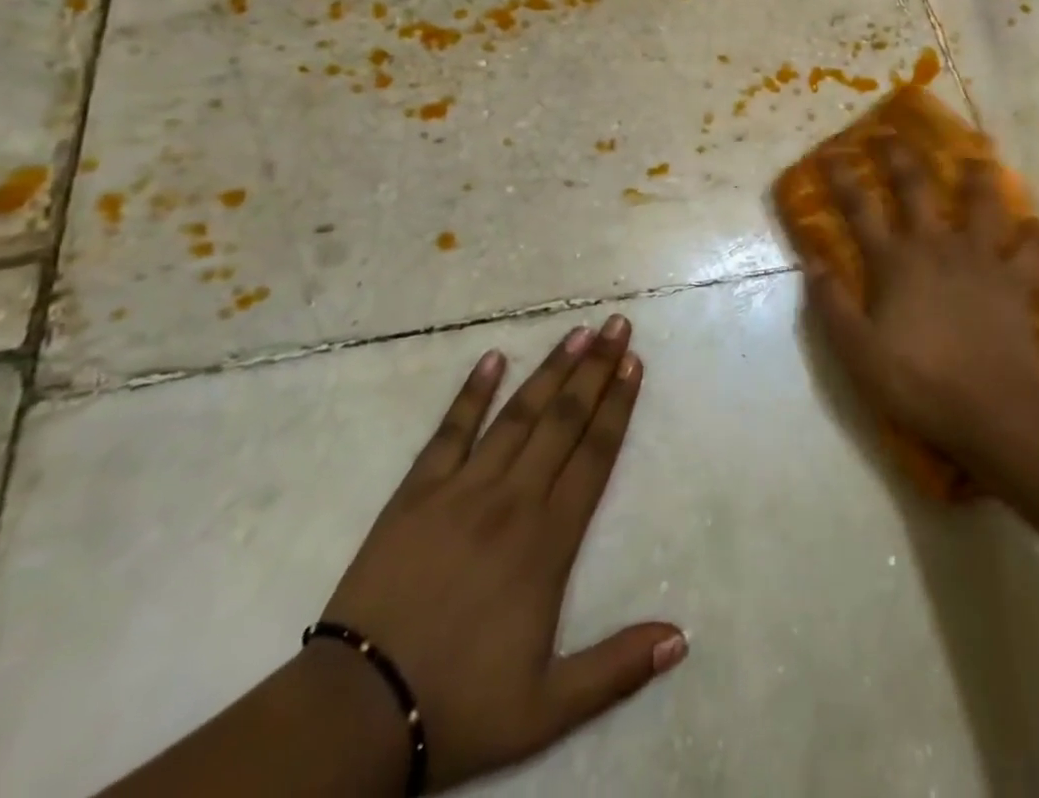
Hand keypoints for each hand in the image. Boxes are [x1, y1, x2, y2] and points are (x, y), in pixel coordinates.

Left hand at [320, 315, 685, 791]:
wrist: (357, 713)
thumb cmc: (460, 703)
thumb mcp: (548, 707)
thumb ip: (617, 669)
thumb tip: (682, 638)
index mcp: (549, 540)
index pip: (594, 454)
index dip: (618, 406)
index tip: (635, 364)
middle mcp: (513, 499)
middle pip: (564, 420)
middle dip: (596, 369)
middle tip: (618, 325)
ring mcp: (463, 488)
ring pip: (518, 414)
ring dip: (551, 369)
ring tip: (577, 332)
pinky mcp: (416, 492)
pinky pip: (451, 431)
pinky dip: (472, 392)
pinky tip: (491, 358)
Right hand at [806, 132, 1038, 458]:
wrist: (989, 409)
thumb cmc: (916, 381)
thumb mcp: (856, 349)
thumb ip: (831, 303)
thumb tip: (811, 262)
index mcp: (895, 261)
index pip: (860, 210)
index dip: (843, 179)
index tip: (832, 153)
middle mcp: (937, 246)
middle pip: (917, 189)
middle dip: (902, 158)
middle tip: (894, 134)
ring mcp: (981, 260)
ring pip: (983, 205)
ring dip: (978, 179)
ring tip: (978, 160)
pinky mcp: (1017, 282)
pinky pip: (1032, 252)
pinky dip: (1036, 238)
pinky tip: (1037, 227)